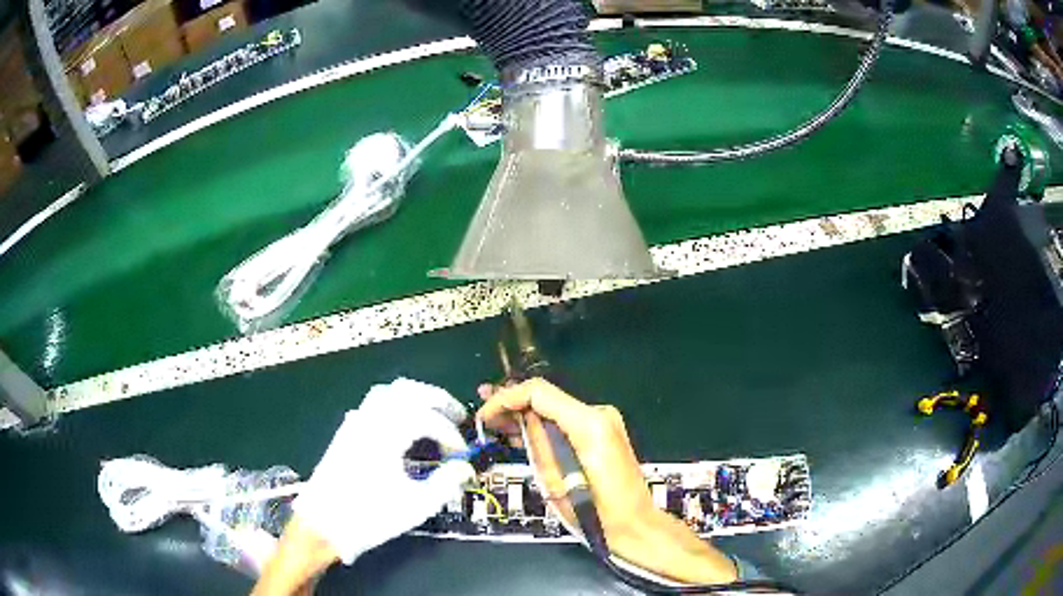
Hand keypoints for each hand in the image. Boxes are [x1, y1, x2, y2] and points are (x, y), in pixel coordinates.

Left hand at [293, 378, 474, 564]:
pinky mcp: (346, 431)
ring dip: (415, 398)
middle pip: (409, 391)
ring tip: (433, 414)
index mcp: (387, 433)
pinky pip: (374, 402)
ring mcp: (355, 421)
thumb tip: (464, 468)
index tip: (461, 455)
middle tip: (458, 417)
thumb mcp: (416, 505)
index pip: (429, 419)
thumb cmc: (370, 515)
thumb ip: (446, 483)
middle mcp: (370, 418)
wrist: (323, 522)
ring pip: (389, 392)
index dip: (451, 435)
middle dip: (438, 401)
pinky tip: (402, 425)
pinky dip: (396, 404)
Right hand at [476, 378, 736, 584]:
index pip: (539, 392)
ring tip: (495, 423)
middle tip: (484, 416)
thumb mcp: (556, 480)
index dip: (506, 398)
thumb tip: (518, 419)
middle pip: (548, 397)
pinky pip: (566, 422)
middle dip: (513, 404)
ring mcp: (605, 422)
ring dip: (525, 415)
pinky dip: (543, 426)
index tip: (484, 415)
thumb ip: (537, 443)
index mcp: (589, 423)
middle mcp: (599, 413)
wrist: (634, 525)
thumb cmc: (595, 511)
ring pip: (555, 408)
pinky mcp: (604, 433)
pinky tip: (521, 433)